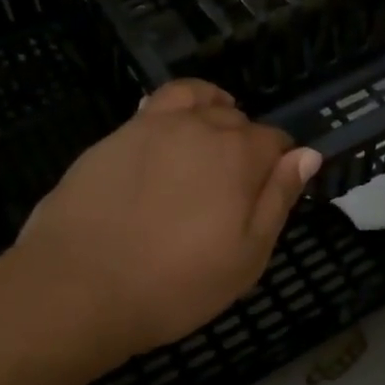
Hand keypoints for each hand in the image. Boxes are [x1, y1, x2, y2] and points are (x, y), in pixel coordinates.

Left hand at [14, 80, 320, 368]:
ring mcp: (152, 126)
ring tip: (210, 133)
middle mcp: (199, 127)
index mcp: (238, 155)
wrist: (78, 286)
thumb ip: (278, 200)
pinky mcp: (114, 136)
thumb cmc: (175, 283)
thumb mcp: (246, 256)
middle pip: (235, 118)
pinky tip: (166, 139)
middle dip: (245, 141)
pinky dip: (172, 112)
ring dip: (211, 109)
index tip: (271, 190)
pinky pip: (153, 106)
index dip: (279, 163)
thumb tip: (307, 155)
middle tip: (235, 182)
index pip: (275, 141)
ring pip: (195, 98)